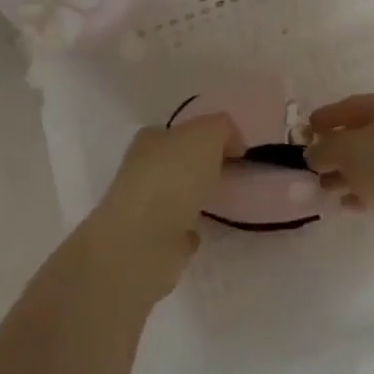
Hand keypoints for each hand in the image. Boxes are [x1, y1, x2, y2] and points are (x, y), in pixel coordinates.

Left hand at [86, 114, 242, 301]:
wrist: (142, 243)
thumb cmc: (173, 177)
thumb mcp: (207, 134)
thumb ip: (222, 129)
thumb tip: (231, 145)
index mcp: (151, 139)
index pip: (179, 131)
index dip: (205, 136)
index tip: (231, 150)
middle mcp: (142, 170)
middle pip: (175, 162)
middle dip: (198, 166)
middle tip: (227, 173)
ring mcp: (143, 209)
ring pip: (174, 196)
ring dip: (192, 198)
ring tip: (219, 202)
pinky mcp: (150, 244)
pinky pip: (175, 231)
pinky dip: (187, 230)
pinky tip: (201, 231)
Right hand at [304, 92, 373, 236]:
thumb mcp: (347, 151)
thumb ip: (324, 149)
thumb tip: (313, 153)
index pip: (352, 105)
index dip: (326, 118)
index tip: (306, 131)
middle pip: (363, 133)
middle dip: (336, 150)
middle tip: (313, 164)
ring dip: (348, 173)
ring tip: (325, 188)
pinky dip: (366, 188)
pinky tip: (347, 203)